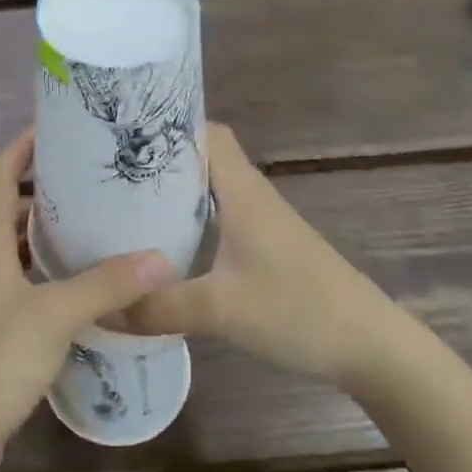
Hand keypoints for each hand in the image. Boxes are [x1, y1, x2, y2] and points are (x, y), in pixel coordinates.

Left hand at [0, 131, 179, 471]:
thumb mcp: (53, 316)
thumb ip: (106, 285)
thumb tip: (162, 258)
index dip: (23, 145)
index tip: (59, 126)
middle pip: (10, 210)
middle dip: (48, 192)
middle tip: (96, 182)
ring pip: (19, 253)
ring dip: (51, 239)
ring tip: (99, 229)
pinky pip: (26, 290)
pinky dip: (53, 280)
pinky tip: (87, 291)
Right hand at [124, 125, 406, 387]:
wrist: (369, 345)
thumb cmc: (297, 310)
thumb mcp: (220, 310)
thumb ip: (158, 307)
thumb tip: (101, 308)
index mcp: (242, 191)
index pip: (206, 132)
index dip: (169, 126)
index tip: (123, 135)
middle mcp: (252, 196)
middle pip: (203, 159)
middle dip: (161, 162)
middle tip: (110, 174)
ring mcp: (263, 223)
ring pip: (212, 191)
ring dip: (176, 194)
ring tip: (126, 207)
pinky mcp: (269, 248)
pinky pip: (222, 218)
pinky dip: (194, 222)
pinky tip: (168, 248)